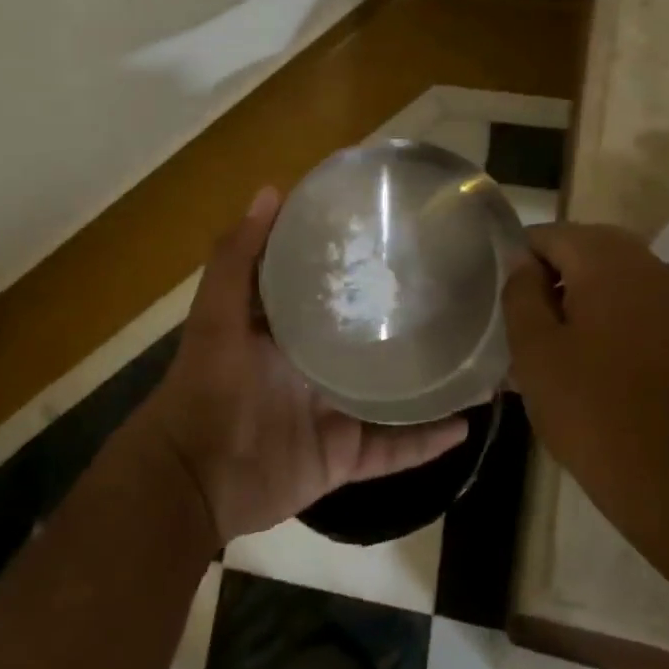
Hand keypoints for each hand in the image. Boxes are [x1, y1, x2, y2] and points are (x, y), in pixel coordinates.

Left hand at [137, 186, 469, 545]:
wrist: (192, 478)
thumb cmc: (206, 386)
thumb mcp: (217, 314)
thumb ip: (238, 257)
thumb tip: (271, 191)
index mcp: (290, 330)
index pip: (334, 290)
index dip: (362, 266)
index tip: (402, 238)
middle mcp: (317, 367)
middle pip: (370, 341)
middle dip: (405, 322)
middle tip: (456, 295)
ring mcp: (333, 413)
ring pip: (391, 394)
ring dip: (428, 382)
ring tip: (475, 358)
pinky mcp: (343, 456)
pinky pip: (393, 448)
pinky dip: (425, 441)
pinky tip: (465, 424)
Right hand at [501, 223, 668, 541]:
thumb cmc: (589, 406)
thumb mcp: (533, 347)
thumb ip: (520, 290)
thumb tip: (522, 262)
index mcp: (606, 258)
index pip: (546, 235)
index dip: (518, 264)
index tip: (505, 305)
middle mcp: (644, 261)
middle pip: (578, 248)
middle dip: (547, 277)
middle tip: (523, 324)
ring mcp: (668, 292)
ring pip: (604, 273)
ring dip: (573, 295)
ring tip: (548, 343)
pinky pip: (627, 297)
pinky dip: (601, 311)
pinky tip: (582, 353)